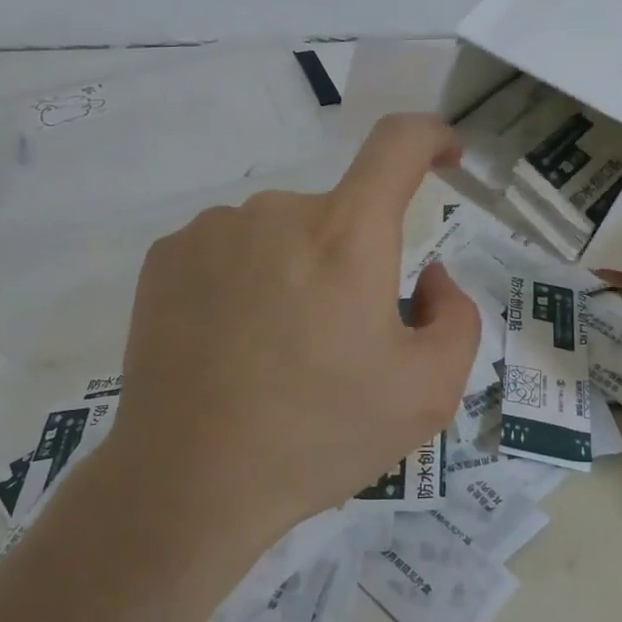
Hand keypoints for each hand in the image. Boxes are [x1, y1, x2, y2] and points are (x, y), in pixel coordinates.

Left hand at [107, 113, 481, 546]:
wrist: (186, 485)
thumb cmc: (318, 437)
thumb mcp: (427, 393)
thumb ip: (455, 316)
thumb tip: (425, 276)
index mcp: (346, 236)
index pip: (397, 144)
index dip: (430, 136)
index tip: (444, 155)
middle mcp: (277, 211)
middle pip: (340, 214)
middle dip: (354, 262)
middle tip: (339, 342)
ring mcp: (213, 229)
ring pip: (283, 233)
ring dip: (297, 272)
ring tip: (275, 352)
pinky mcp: (166, 256)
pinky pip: (231, 249)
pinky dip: (246, 280)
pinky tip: (228, 343)